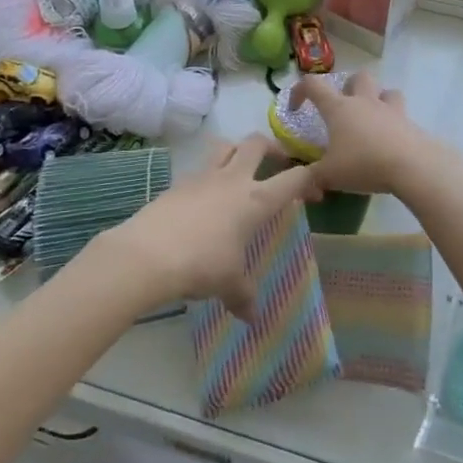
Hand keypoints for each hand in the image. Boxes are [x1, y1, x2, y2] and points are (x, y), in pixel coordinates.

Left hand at [86, 137, 314, 318]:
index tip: (315, 191)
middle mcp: (233, 180)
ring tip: (240, 169)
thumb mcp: (228, 283)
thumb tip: (252, 318)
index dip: (310, 179)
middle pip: (257, 144)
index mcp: (256, 200)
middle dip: (272, 148)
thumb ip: (243, 295)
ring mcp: (202, 177)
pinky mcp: (177, 184)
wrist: (147, 255)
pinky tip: (205, 200)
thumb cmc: (201, 265)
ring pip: (225, 147)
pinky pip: (199, 170)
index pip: (293, 178)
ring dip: (237, 151)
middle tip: (277, 163)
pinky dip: (208, 177)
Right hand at [290, 72, 440, 196]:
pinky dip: (394, 123)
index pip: (313, 85)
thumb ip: (311, 177)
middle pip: (358, 77)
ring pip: (386, 91)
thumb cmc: (363, 164)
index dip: (300, 91)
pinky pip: (401, 115)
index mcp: (339, 108)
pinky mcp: (410, 123)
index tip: (296, 109)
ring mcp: (391, 110)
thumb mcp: (329, 175)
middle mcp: (365, 102)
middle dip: (349, 86)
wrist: (411, 166)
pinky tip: (390, 142)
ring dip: (378, 99)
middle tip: (344, 108)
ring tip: (372, 120)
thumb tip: (301, 183)